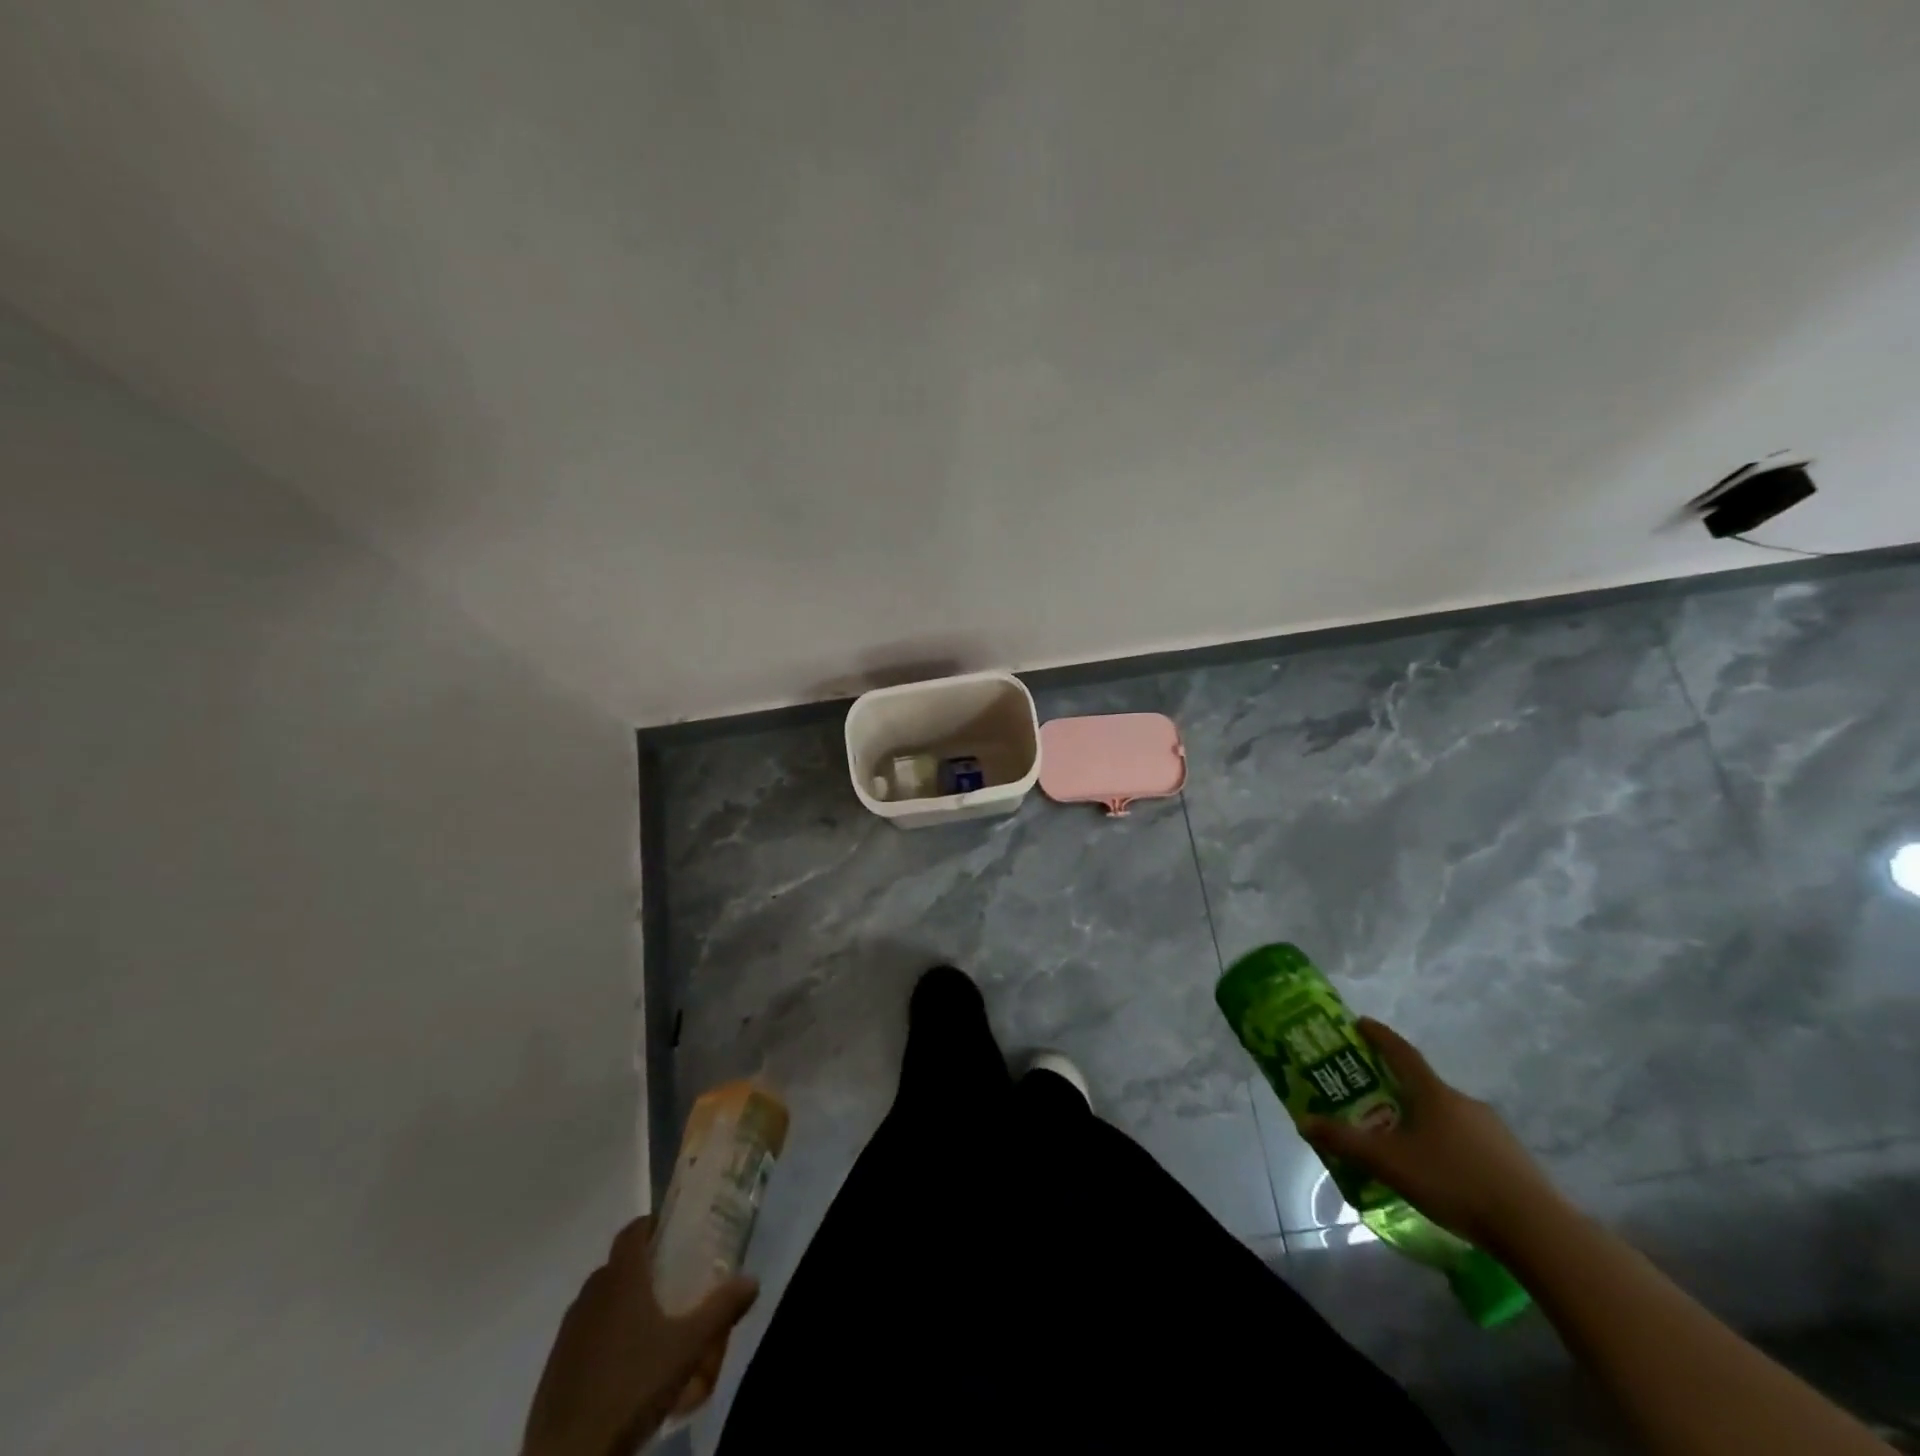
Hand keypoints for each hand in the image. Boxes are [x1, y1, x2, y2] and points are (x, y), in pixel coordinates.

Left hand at [522, 1215, 758, 1455]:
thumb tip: (752, 1279)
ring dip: (622, 1305)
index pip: (632, 1231)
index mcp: (621, 1279)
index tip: (672, 1232)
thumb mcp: (690, 1347)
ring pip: (599, 1302)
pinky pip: (584, 1337)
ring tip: (651, 1327)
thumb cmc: (633, 1386)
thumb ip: (722, 1309)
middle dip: (642, 1268)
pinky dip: (604, 1338)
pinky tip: (624, 1367)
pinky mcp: (554, 1370)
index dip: (651, 1224)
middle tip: (672, 1282)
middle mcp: (590, 1296)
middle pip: (616, 1266)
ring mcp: (567, 1334)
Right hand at [1302, 1018, 1563, 1251]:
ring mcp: (1493, 1129)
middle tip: (1373, 1098)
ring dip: (1424, 1120)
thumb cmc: (1454, 1182)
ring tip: (1405, 1143)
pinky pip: (1469, 1140)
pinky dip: (1449, 1145)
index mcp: (1433, 1093)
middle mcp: (1463, 1101)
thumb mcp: (1390, 1163)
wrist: (1537, 1230)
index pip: (1400, 1051)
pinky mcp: (1512, 1158)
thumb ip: (1346, 1141)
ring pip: (1447, 1115)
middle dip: (1397, 1088)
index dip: (1378, 1035)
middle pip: (1423, 1085)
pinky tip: (1442, 1173)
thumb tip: (1304, 1121)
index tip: (1360, 1022)